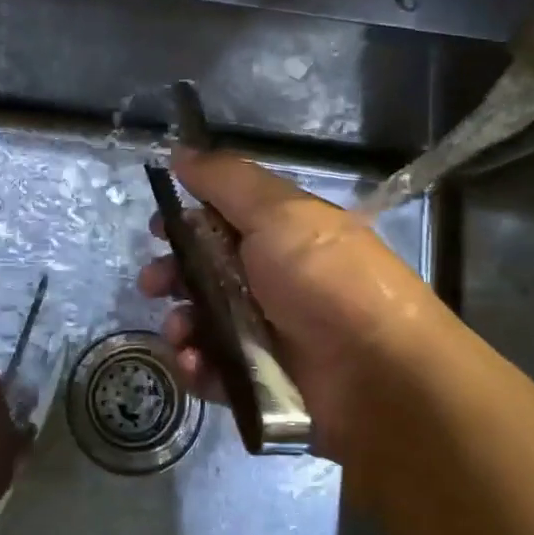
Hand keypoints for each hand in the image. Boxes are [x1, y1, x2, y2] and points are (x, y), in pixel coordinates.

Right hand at [138, 149, 450, 464]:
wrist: (379, 374)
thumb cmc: (324, 279)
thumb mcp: (278, 212)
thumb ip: (226, 180)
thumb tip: (181, 152)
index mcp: (280, 235)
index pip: (221, 219)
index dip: (185, 220)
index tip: (158, 227)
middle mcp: (271, 280)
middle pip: (203, 272)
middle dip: (170, 274)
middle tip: (154, 284)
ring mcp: (265, 334)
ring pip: (201, 322)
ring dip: (179, 323)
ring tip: (182, 333)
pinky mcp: (260, 382)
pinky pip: (212, 370)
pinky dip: (197, 367)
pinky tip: (196, 363)